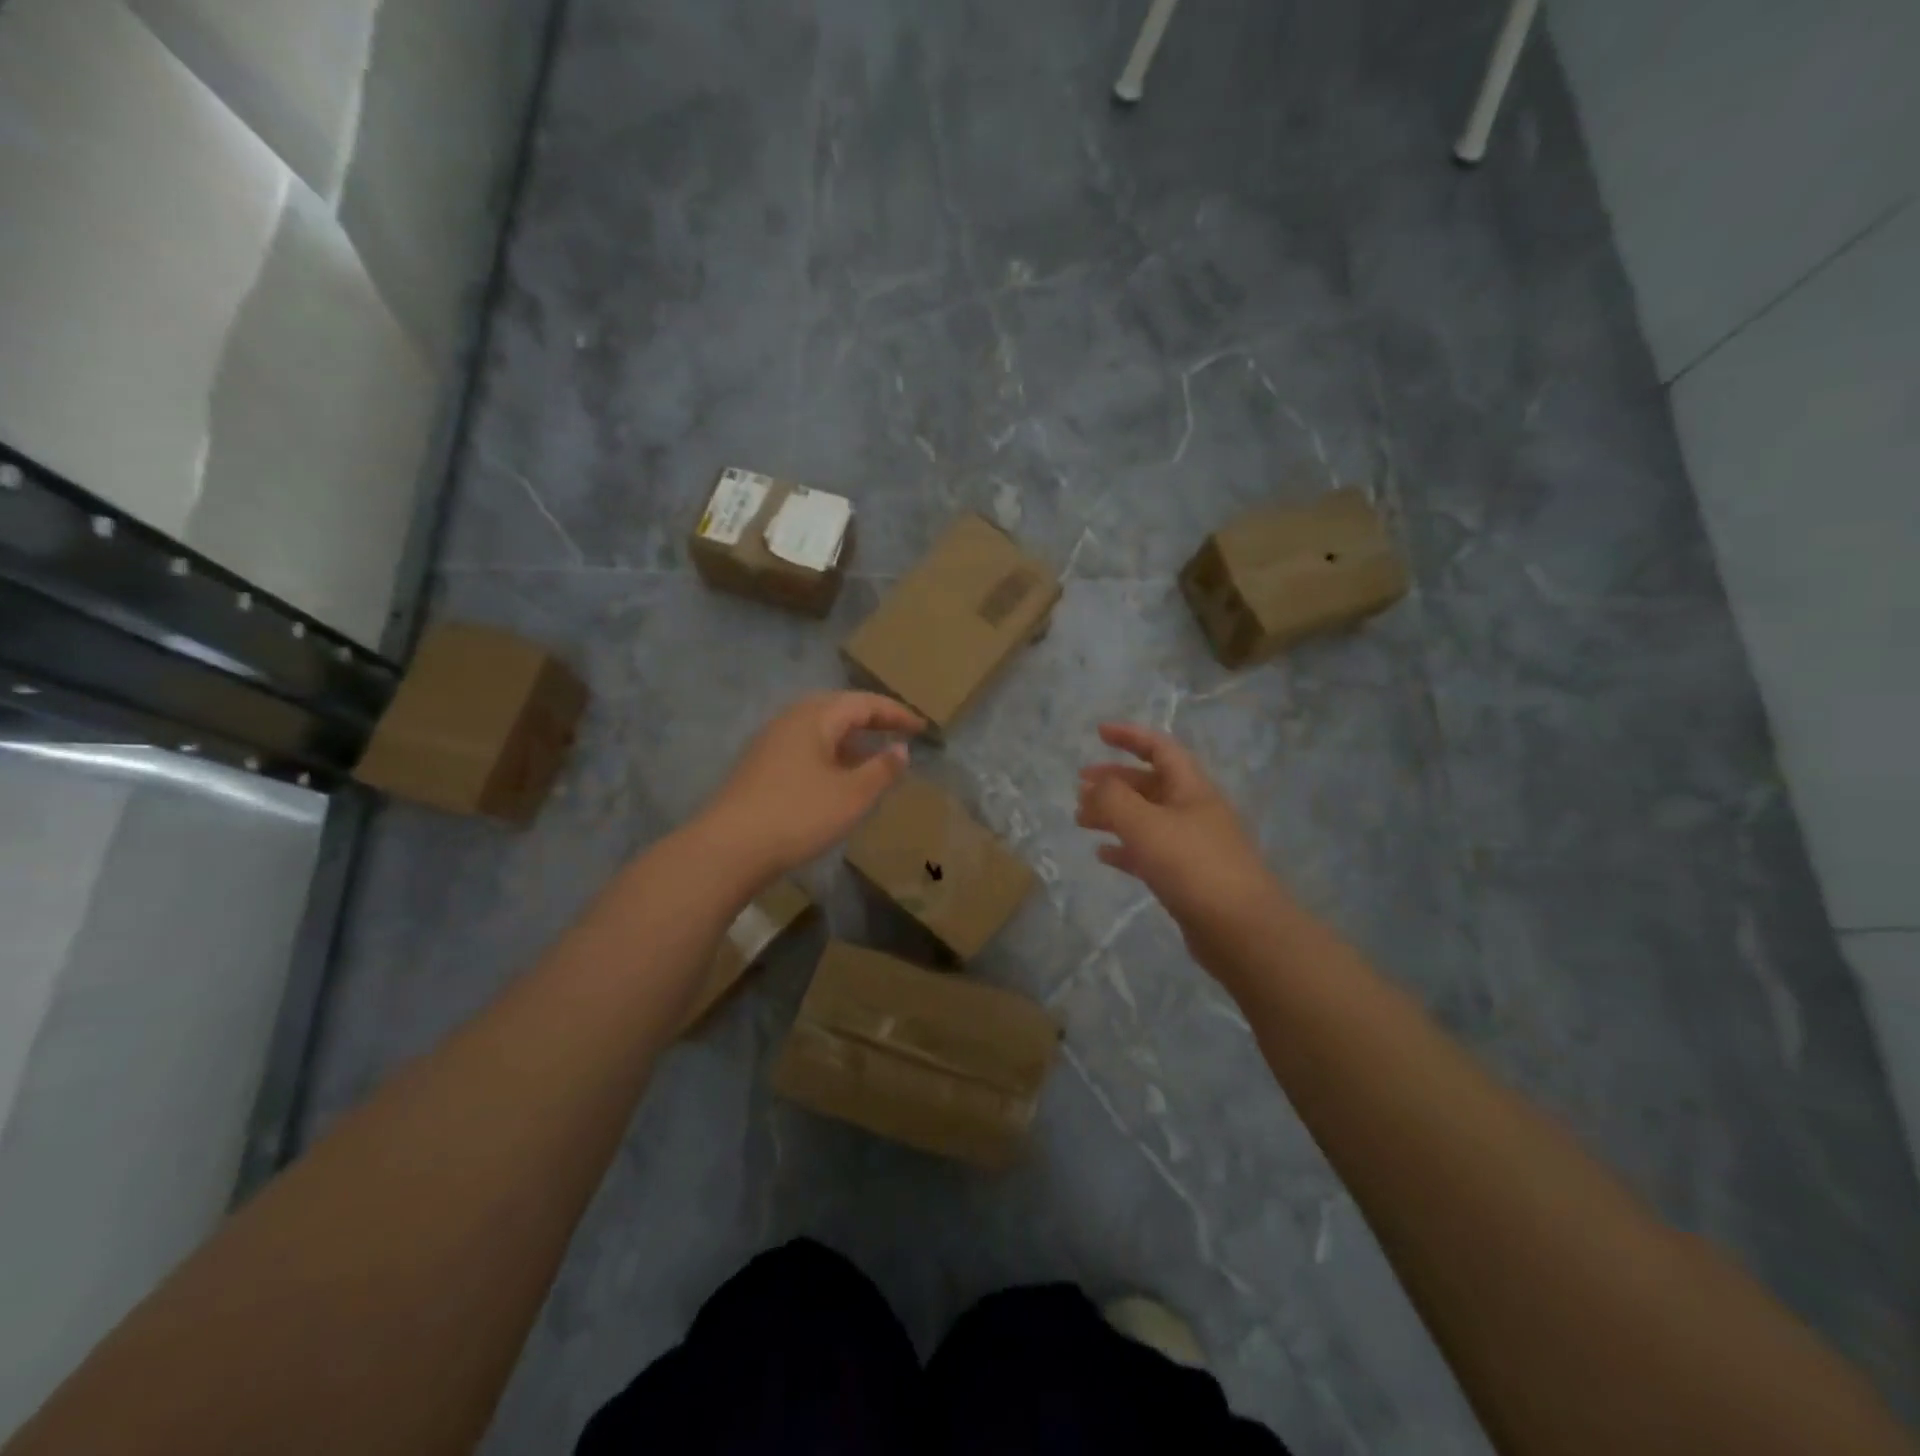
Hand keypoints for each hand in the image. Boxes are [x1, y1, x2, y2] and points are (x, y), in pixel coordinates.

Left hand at [697, 692, 923, 882]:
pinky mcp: (760, 766)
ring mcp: (770, 742)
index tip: (922, 727)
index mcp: (815, 717)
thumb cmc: (798, 815)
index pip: (864, 703)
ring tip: (873, 756)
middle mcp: (790, 720)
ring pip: (819, 729)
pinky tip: (837, 777)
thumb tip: (901, 748)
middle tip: (899, 732)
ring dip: (850, 738)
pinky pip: (805, 747)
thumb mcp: (852, 795)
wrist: (728, 848)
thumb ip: (882, 769)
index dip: (896, 713)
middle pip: (838, 708)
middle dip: (871, 719)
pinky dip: (830, 754)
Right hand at [1077, 723, 1282, 967]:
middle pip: (1150, 784)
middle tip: (1079, 785)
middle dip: (1114, 780)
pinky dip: (1124, 849)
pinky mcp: (1187, 878)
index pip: (1160, 748)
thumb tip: (1095, 786)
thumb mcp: (1145, 824)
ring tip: (1081, 819)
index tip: (1098, 734)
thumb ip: (1113, 799)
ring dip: (1114, 814)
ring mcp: (1192, 846)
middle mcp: (1194, 811)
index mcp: (1191, 789)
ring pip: (1146, 819)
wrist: (1242, 930)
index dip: (1130, 736)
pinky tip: (1102, 854)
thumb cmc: (1193, 866)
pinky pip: (1149, 853)